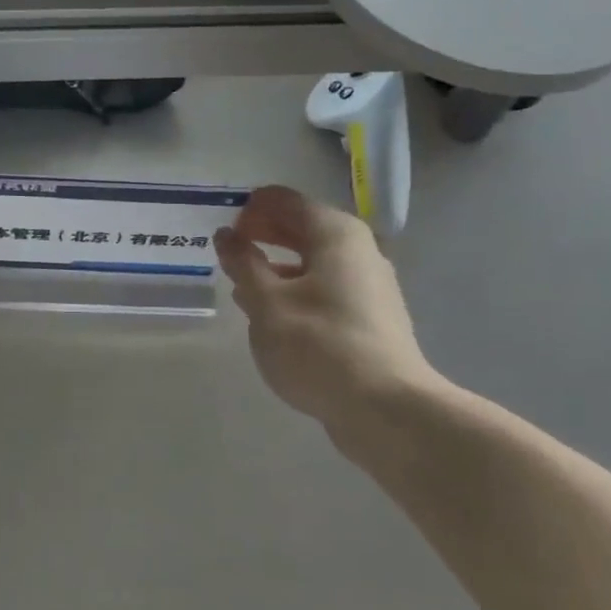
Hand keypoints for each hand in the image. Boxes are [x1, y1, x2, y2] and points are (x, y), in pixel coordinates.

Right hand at [215, 186, 440, 426]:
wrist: (386, 410)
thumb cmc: (319, 345)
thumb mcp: (266, 302)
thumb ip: (243, 263)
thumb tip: (227, 236)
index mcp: (334, 233)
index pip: (283, 200)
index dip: (249, 210)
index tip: (224, 235)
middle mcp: (357, 249)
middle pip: (301, 227)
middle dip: (262, 236)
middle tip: (229, 257)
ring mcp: (369, 284)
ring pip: (312, 260)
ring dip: (276, 267)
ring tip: (243, 289)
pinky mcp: (370, 317)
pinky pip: (324, 288)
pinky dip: (295, 290)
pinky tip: (273, 318)